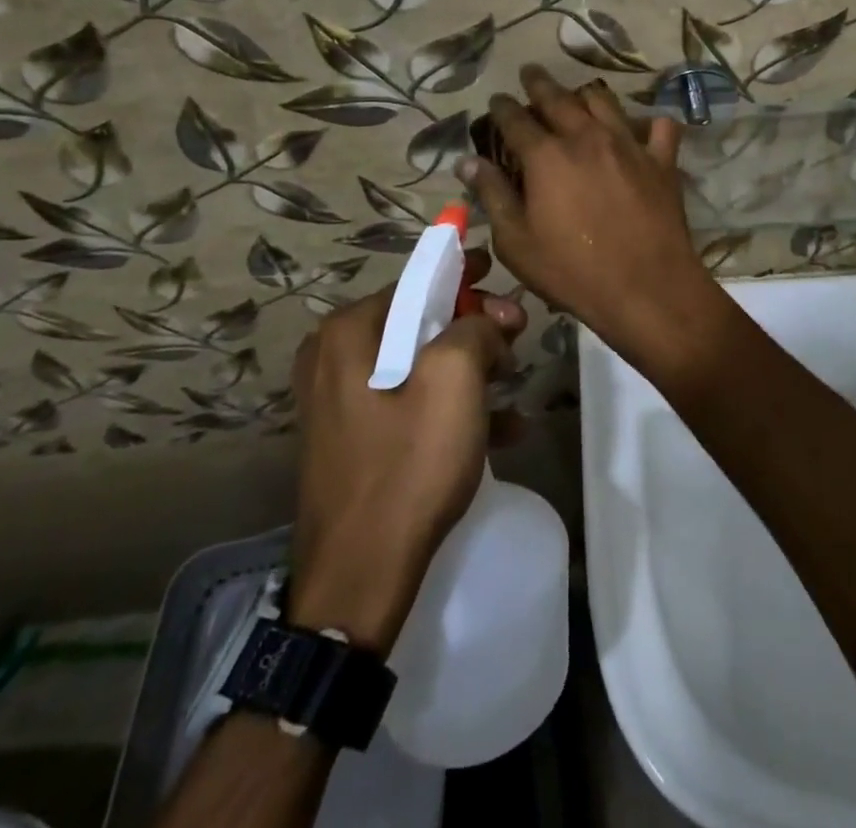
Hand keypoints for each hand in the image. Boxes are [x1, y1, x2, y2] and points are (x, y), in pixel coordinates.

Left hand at [287, 251, 525, 651]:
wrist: (359, 579)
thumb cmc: (408, 466)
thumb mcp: (455, 381)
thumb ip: (476, 328)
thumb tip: (486, 320)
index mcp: (349, 333)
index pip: (418, 280)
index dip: (466, 275)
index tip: (502, 275)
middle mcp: (336, 359)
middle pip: (421, 322)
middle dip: (476, 326)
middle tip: (519, 337)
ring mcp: (343, 403)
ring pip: (422, 364)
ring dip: (473, 368)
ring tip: (514, 383)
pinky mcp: (357, 440)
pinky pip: (413, 405)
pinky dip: (455, 408)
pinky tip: (505, 428)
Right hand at [460, 64, 719, 363]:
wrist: (646, 288)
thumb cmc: (573, 271)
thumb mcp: (517, 242)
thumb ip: (493, 195)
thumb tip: (468, 161)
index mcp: (547, 156)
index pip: (516, 119)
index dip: (503, 107)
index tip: (497, 100)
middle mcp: (587, 137)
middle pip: (559, 98)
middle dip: (539, 83)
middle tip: (530, 74)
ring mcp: (629, 145)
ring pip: (604, 101)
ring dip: (585, 94)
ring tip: (577, 94)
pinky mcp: (662, 160)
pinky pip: (659, 127)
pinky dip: (647, 124)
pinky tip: (640, 129)